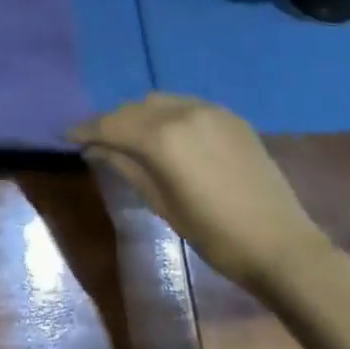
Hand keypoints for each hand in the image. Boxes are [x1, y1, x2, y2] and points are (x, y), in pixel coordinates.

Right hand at [71, 94, 331, 292]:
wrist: (283, 246)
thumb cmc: (214, 234)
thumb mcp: (161, 202)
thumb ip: (124, 166)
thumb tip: (94, 148)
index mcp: (162, 136)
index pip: (111, 124)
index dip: (86, 129)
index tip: (67, 135)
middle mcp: (182, 111)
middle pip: (133, 108)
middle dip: (112, 122)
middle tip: (98, 141)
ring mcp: (210, 110)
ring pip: (159, 102)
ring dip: (140, 115)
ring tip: (132, 137)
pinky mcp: (230, 116)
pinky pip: (186, 105)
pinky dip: (167, 115)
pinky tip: (167, 135)